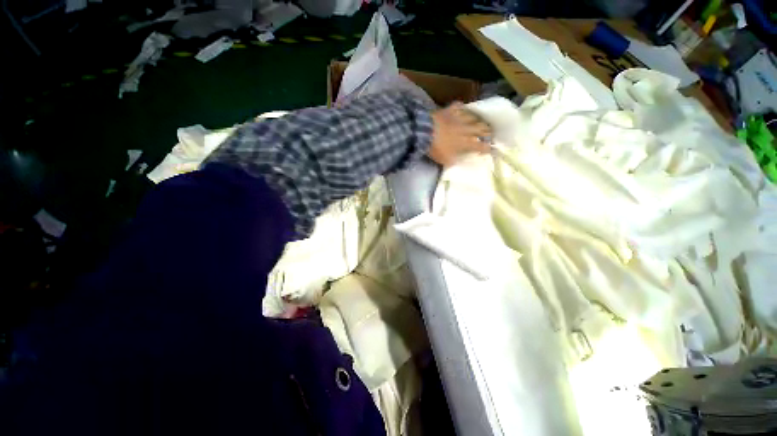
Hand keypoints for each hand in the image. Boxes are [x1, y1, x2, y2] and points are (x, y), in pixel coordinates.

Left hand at [428, 102, 491, 166]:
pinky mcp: (449, 110)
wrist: (425, 133)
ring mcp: (458, 118)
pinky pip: (458, 106)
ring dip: (477, 119)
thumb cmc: (436, 149)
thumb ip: (454, 161)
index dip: (487, 148)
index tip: (491, 149)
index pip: (480, 145)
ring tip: (480, 120)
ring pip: (472, 116)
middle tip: (489, 132)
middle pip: (481, 128)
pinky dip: (461, 107)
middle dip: (487, 131)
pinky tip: (462, 107)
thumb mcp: (445, 160)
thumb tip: (458, 162)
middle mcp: (466, 129)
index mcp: (466, 142)